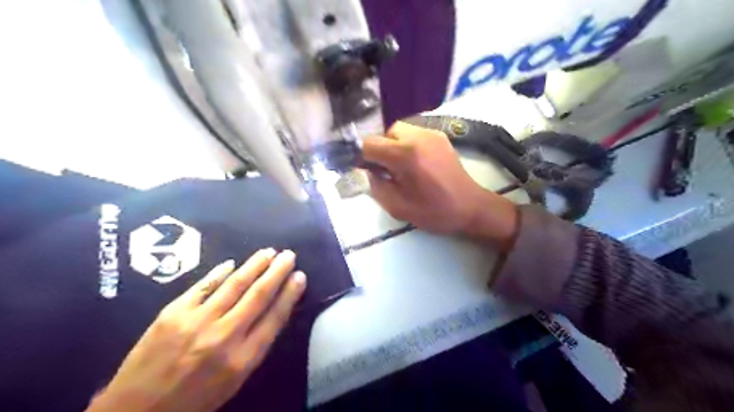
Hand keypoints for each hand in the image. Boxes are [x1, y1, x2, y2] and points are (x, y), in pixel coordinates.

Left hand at [87, 247, 306, 411]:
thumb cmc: (194, 400)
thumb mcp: (234, 381)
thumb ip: (255, 346)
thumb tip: (272, 312)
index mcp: (242, 359)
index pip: (275, 317)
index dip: (290, 294)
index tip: (300, 276)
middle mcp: (224, 336)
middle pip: (258, 296)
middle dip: (277, 272)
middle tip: (289, 255)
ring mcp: (197, 321)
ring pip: (234, 285)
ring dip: (254, 265)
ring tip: (268, 252)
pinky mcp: (173, 313)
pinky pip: (203, 286)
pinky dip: (219, 273)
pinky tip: (231, 263)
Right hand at [363, 121, 518, 250]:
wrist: (470, 207)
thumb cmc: (434, 211)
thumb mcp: (397, 207)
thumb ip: (375, 186)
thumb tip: (366, 171)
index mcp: (405, 155)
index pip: (369, 144)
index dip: (363, 157)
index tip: (367, 171)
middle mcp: (417, 136)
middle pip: (384, 133)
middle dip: (380, 150)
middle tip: (387, 171)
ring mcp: (431, 133)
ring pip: (399, 130)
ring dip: (393, 145)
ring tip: (401, 166)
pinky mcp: (440, 136)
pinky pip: (414, 133)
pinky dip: (407, 144)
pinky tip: (415, 162)